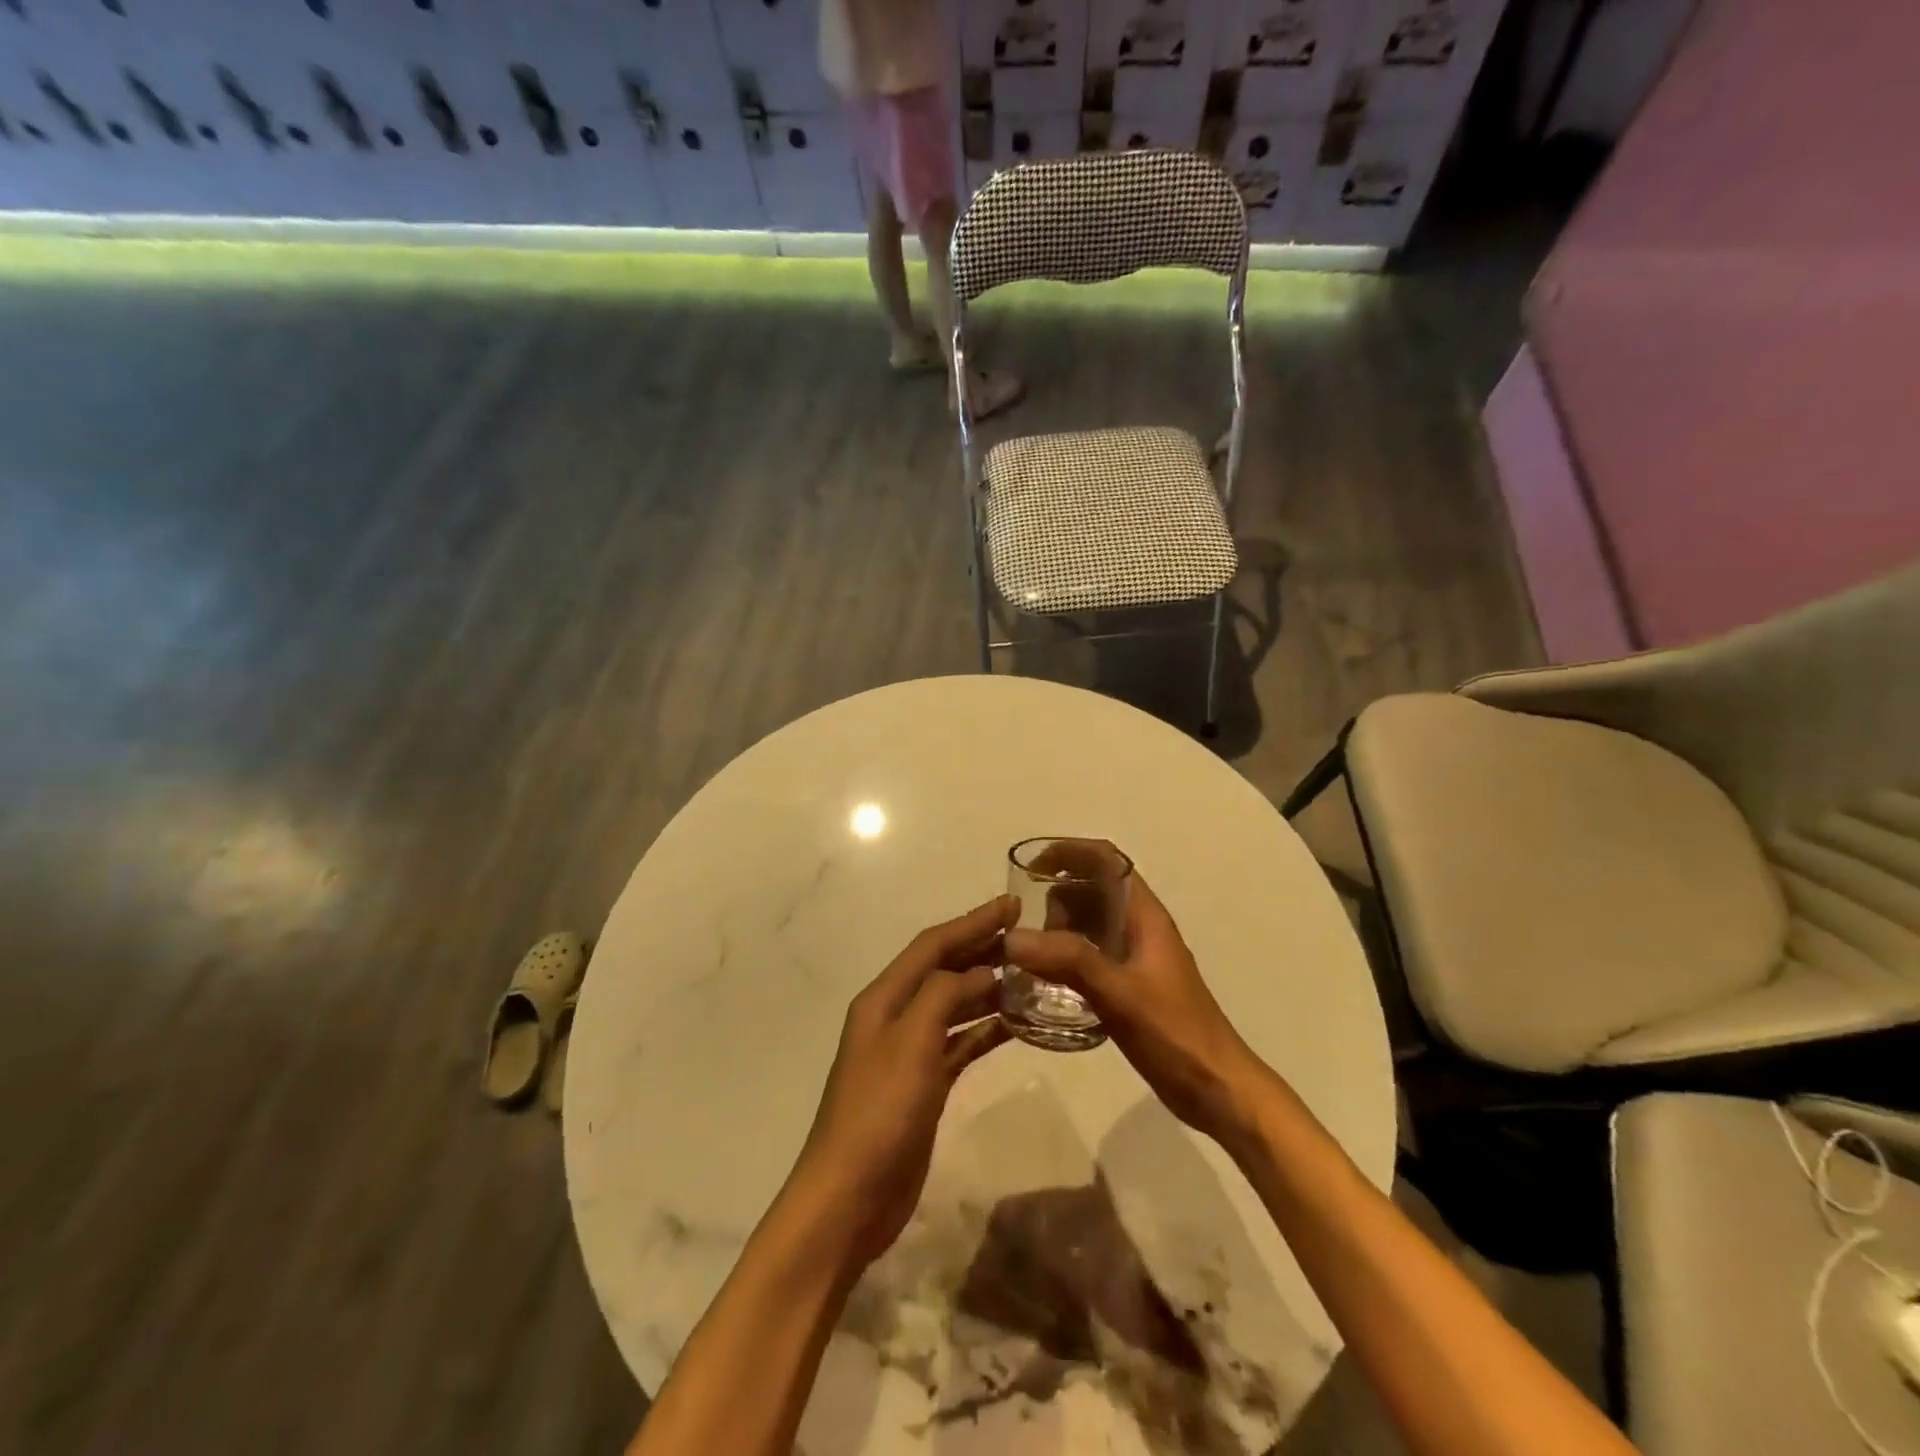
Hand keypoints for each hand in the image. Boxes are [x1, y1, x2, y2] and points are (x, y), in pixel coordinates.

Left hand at [789, 895, 1017, 1267]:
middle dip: (982, 950)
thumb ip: (943, 995)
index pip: (932, 946)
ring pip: (955, 1006)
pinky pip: (961, 1044)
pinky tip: (1016, 1025)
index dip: (971, 922)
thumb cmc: (879, 1111)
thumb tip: (980, 971)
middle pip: (944, 971)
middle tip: (1028, 936)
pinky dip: (986, 1030)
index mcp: (883, 998)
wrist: (850, 1197)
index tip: (1012, 905)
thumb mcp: (911, 1042)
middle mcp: (895, 1016)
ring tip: (1030, 976)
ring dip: (988, 989)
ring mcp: (910, 1052)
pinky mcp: (925, 1085)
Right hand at [1004, 872, 1267, 1142]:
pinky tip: (1047, 983)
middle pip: (1092, 889)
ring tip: (1034, 961)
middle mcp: (1139, 927)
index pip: (1105, 860)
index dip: (1069, 852)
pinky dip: (1066, 956)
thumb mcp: (1120, 993)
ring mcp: (1135, 957)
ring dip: (1059, 930)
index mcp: (1144, 915)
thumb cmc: (1176, 1033)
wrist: (1218, 1089)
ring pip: (1089, 923)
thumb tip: (1012, 937)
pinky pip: (1089, 954)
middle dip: (1056, 899)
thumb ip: (1068, 961)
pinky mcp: (1129, 985)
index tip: (1031, 867)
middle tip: (1032, 935)